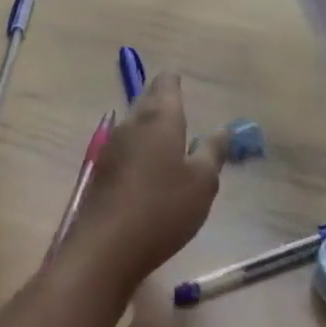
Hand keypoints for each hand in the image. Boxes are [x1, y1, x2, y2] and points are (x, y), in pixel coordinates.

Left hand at [64, 73, 228, 294]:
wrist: (106, 245)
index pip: (166, 85)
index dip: (174, 81)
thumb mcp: (202, 183)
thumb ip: (212, 152)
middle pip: (147, 100)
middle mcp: (132, 123)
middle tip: (178, 106)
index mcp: (160, 118)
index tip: (181, 81)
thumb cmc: (163, 208)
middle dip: (161, 100)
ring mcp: (112, 145)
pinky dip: (138, 148)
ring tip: (167, 136)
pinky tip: (146, 167)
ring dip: (149, 125)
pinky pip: (125, 147)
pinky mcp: (102, 169)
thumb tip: (223, 128)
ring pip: (134, 123)